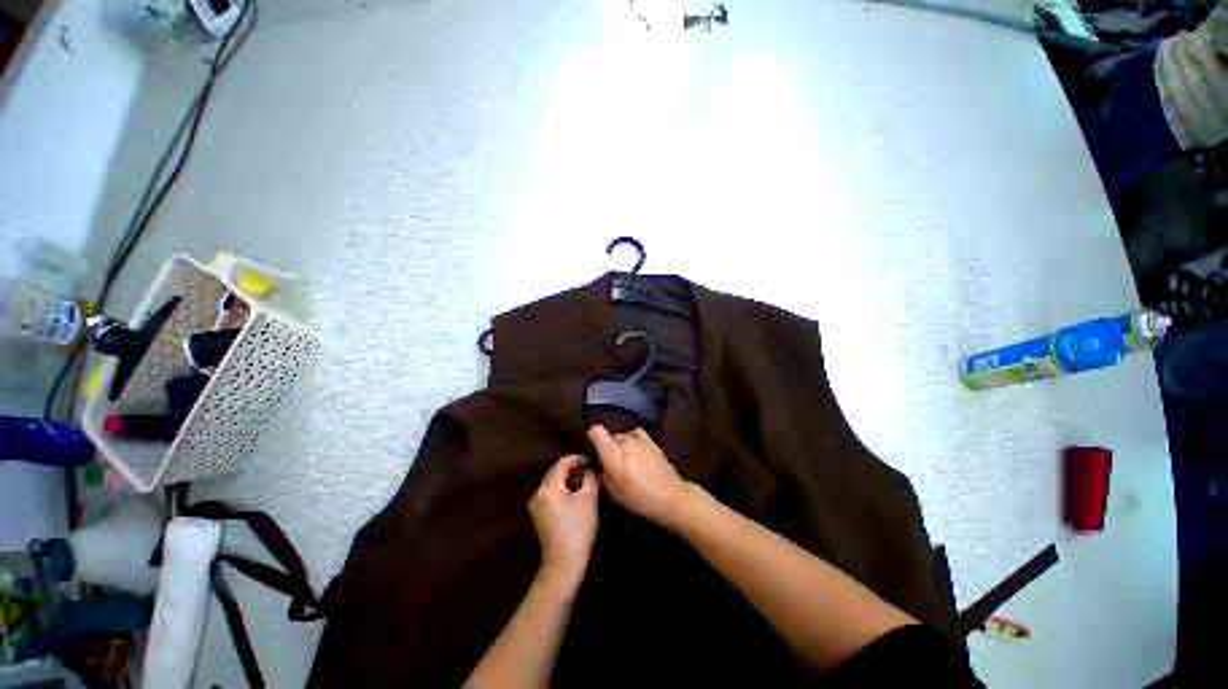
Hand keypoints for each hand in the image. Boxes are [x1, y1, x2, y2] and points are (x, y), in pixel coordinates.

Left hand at [529, 455, 599, 588]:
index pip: (562, 463)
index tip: (592, 461)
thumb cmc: (578, 528)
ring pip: (553, 483)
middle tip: (590, 471)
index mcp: (548, 487)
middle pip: (556, 472)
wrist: (563, 563)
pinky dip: (563, 490)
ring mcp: (536, 505)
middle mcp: (538, 493)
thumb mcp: (588, 499)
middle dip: (573, 469)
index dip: (578, 459)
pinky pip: (551, 494)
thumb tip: (589, 469)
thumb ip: (590, 478)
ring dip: (569, 479)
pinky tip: (575, 495)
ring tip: (585, 482)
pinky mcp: (538, 515)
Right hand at [587, 426, 689, 527]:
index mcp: (613, 454)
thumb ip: (601, 472)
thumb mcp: (612, 491)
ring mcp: (639, 439)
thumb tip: (597, 462)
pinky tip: (635, 451)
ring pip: (622, 436)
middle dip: (608, 447)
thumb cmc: (638, 498)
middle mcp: (624, 441)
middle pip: (610, 436)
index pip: (596, 431)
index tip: (593, 449)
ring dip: (621, 445)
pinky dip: (632, 440)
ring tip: (627, 461)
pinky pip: (635, 434)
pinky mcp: (650, 440)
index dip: (591, 437)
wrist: (670, 496)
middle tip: (612, 464)